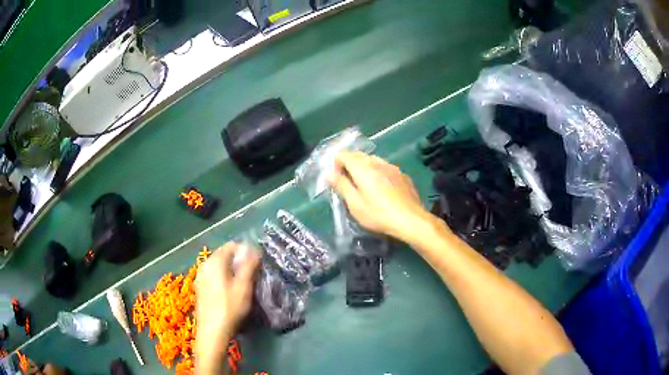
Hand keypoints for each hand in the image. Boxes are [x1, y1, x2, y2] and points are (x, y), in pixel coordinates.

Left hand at [195, 243, 259, 373]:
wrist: (212, 331)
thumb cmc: (230, 307)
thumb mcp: (243, 286)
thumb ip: (249, 265)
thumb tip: (254, 249)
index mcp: (214, 261)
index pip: (231, 246)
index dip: (246, 251)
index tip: (256, 264)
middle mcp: (204, 265)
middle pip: (224, 255)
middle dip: (239, 261)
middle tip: (252, 275)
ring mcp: (200, 276)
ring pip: (219, 266)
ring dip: (231, 270)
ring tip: (243, 284)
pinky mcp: (200, 287)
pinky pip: (213, 275)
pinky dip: (223, 278)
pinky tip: (230, 292)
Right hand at [328, 152, 434, 243]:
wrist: (411, 220)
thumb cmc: (379, 214)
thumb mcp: (355, 204)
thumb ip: (341, 186)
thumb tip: (329, 173)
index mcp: (363, 168)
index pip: (344, 154)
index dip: (336, 164)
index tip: (337, 179)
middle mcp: (378, 162)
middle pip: (359, 155)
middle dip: (350, 165)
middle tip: (348, 184)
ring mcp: (393, 167)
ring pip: (373, 161)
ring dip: (365, 168)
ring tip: (364, 186)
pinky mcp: (403, 175)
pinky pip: (385, 168)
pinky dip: (378, 173)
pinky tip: (382, 189)